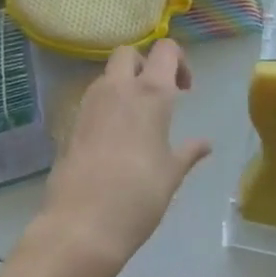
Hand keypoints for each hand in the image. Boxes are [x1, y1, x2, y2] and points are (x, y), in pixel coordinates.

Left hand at [28, 41, 210, 276]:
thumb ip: (189, 152)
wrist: (81, 226)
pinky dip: (104, 106)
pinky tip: (113, 139)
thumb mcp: (171, 174)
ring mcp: (89, 104)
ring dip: (122, 84)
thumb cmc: (139, 196)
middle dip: (144, 64)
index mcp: (151, 93)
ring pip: (106, 75)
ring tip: (136, 119)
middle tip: (157, 96)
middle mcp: (118, 88)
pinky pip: (91, 100)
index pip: (165, 50)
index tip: (184, 89)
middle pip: (128, 53)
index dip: (178, 61)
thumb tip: (205, 144)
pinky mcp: (70, 124)